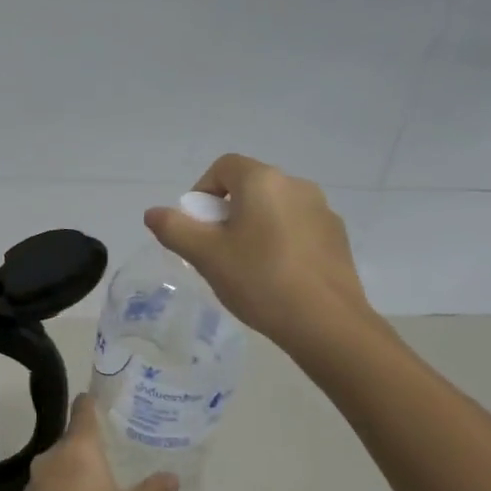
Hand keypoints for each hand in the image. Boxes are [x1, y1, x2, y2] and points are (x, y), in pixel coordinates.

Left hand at [17, 395, 176, 490]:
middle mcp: (51, 458)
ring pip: (59, 465)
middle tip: (116, 453)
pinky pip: (51, 488)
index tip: (105, 402)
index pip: (82, 411)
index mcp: (77, 449)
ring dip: (76, 471)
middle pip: (71, 440)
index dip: (92, 403)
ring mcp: (36, 483)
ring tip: (102, 483)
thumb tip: (171, 476)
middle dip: (89, 445)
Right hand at [144, 153, 380, 367]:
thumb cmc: (259, 280)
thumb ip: (174, 228)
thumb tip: (153, 213)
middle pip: (249, 187)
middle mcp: (296, 185)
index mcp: (263, 181)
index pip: (223, 167)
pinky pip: (297, 228)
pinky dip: (280, 242)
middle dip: (226, 212)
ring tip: (246, 267)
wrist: (326, 322)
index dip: (202, 191)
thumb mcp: (205, 255)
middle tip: (216, 251)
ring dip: (254, 227)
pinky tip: (276, 277)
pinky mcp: (337, 237)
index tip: (197, 227)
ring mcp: (322, 211)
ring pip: (274, 209)